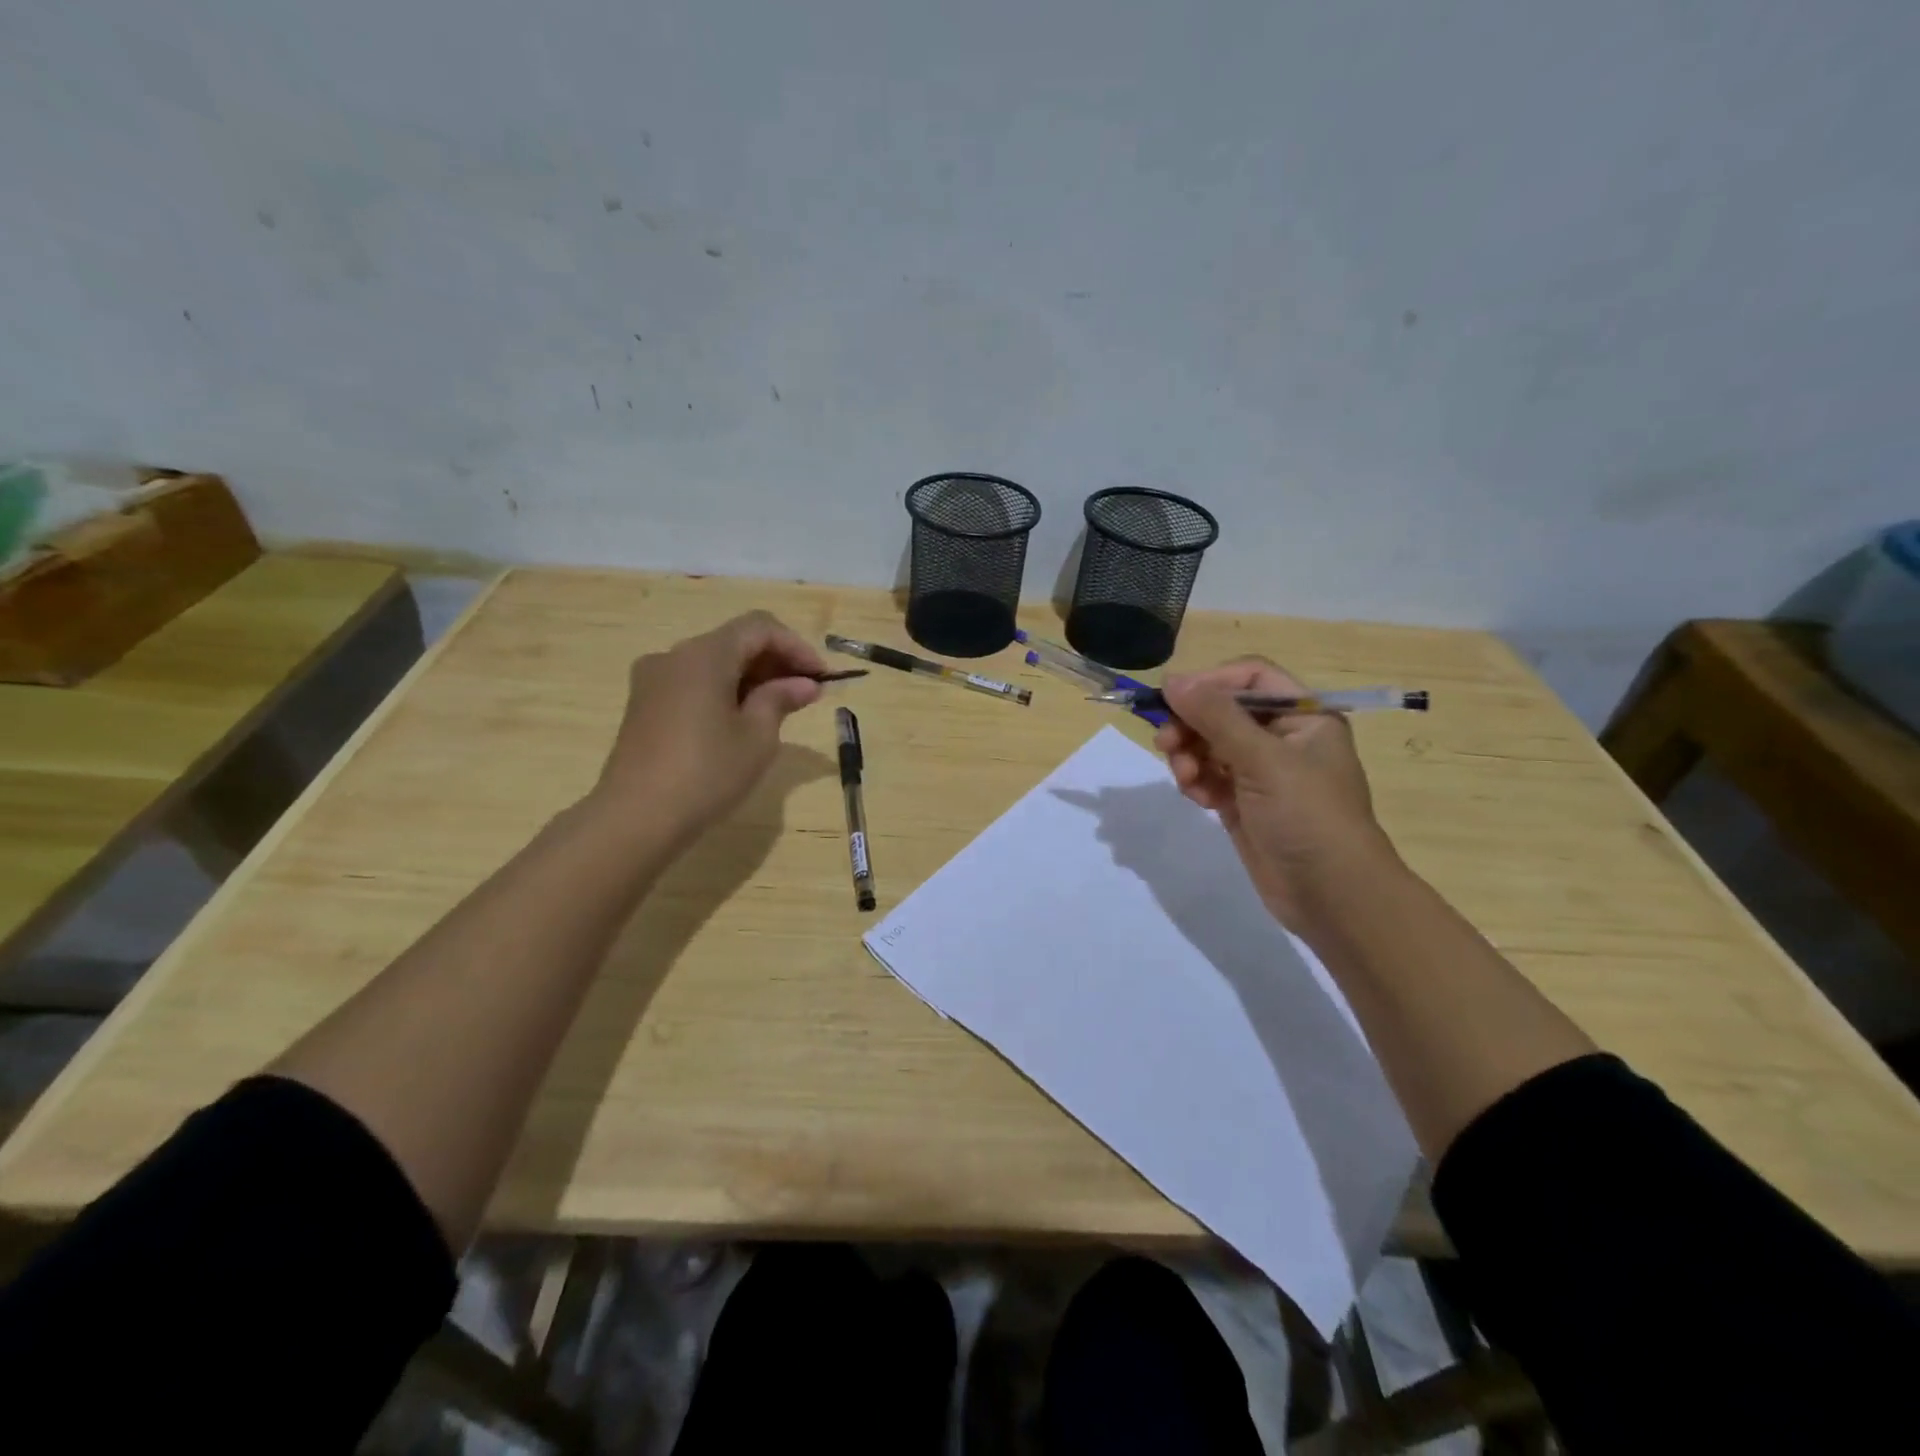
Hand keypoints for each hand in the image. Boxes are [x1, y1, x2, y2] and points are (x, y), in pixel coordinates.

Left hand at [589, 611, 825, 843]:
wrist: (636, 818)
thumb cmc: (706, 773)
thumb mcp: (757, 737)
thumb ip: (781, 699)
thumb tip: (803, 684)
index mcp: (704, 654)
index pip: (760, 627)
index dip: (797, 647)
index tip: (822, 678)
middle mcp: (674, 656)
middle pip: (735, 642)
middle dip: (776, 662)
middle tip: (807, 695)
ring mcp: (654, 680)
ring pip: (714, 663)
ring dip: (752, 678)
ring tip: (780, 710)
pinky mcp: (644, 705)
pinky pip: (694, 683)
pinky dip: (725, 691)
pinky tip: (742, 721)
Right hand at [1155, 658, 1399, 932]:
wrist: (1332, 895)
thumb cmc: (1307, 815)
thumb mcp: (1263, 759)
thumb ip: (1215, 716)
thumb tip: (1172, 680)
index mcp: (1303, 716)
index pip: (1251, 678)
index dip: (1211, 683)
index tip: (1173, 699)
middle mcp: (1283, 738)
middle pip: (1223, 712)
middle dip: (1192, 725)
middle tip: (1165, 743)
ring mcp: (1262, 773)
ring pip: (1210, 745)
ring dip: (1189, 756)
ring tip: (1185, 778)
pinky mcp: (1243, 803)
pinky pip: (1209, 777)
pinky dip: (1197, 782)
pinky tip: (1196, 797)